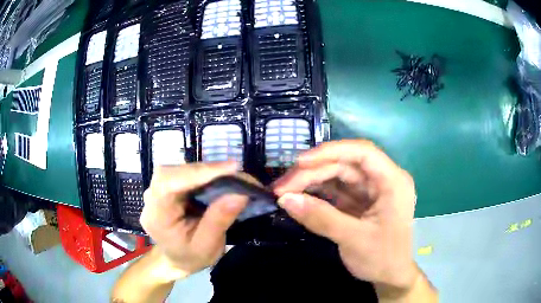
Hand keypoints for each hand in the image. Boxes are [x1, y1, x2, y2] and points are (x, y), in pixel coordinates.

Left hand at [139, 162, 247, 280]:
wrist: (176, 259)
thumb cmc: (190, 257)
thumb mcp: (207, 246)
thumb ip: (219, 221)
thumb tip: (240, 194)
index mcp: (156, 216)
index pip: (168, 185)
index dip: (196, 173)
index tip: (230, 169)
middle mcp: (151, 198)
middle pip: (173, 172)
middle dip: (204, 170)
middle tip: (235, 172)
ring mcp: (157, 190)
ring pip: (178, 169)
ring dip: (204, 171)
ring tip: (230, 176)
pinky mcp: (166, 187)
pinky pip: (183, 173)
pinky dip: (202, 174)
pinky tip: (217, 178)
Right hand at [273, 140, 417, 293]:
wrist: (390, 277)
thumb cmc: (381, 258)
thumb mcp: (352, 239)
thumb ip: (320, 218)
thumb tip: (285, 199)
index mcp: (393, 182)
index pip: (362, 152)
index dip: (330, 152)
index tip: (300, 162)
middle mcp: (382, 179)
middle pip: (345, 164)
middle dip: (312, 172)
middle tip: (281, 187)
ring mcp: (371, 190)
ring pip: (337, 175)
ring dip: (311, 181)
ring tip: (285, 191)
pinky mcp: (360, 200)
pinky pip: (336, 189)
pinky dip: (317, 192)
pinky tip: (299, 196)